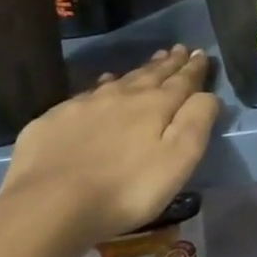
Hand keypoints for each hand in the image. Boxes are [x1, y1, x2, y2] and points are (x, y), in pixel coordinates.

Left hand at [0, 46, 219, 244]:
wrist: (48, 206)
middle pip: (151, 75)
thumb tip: (208, 94)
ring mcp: (84, 106)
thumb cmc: (126, 188)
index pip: (182, 81)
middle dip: (169, 63)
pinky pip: (86, 95)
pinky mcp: (53, 121)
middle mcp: (122, 96)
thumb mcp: (179, 159)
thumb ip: (197, 122)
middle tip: (179, 50)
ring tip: (150, 62)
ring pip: (119, 80)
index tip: (202, 54)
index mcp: (156, 105)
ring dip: (138, 71)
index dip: (194, 68)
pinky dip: (100, 86)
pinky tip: (101, 86)